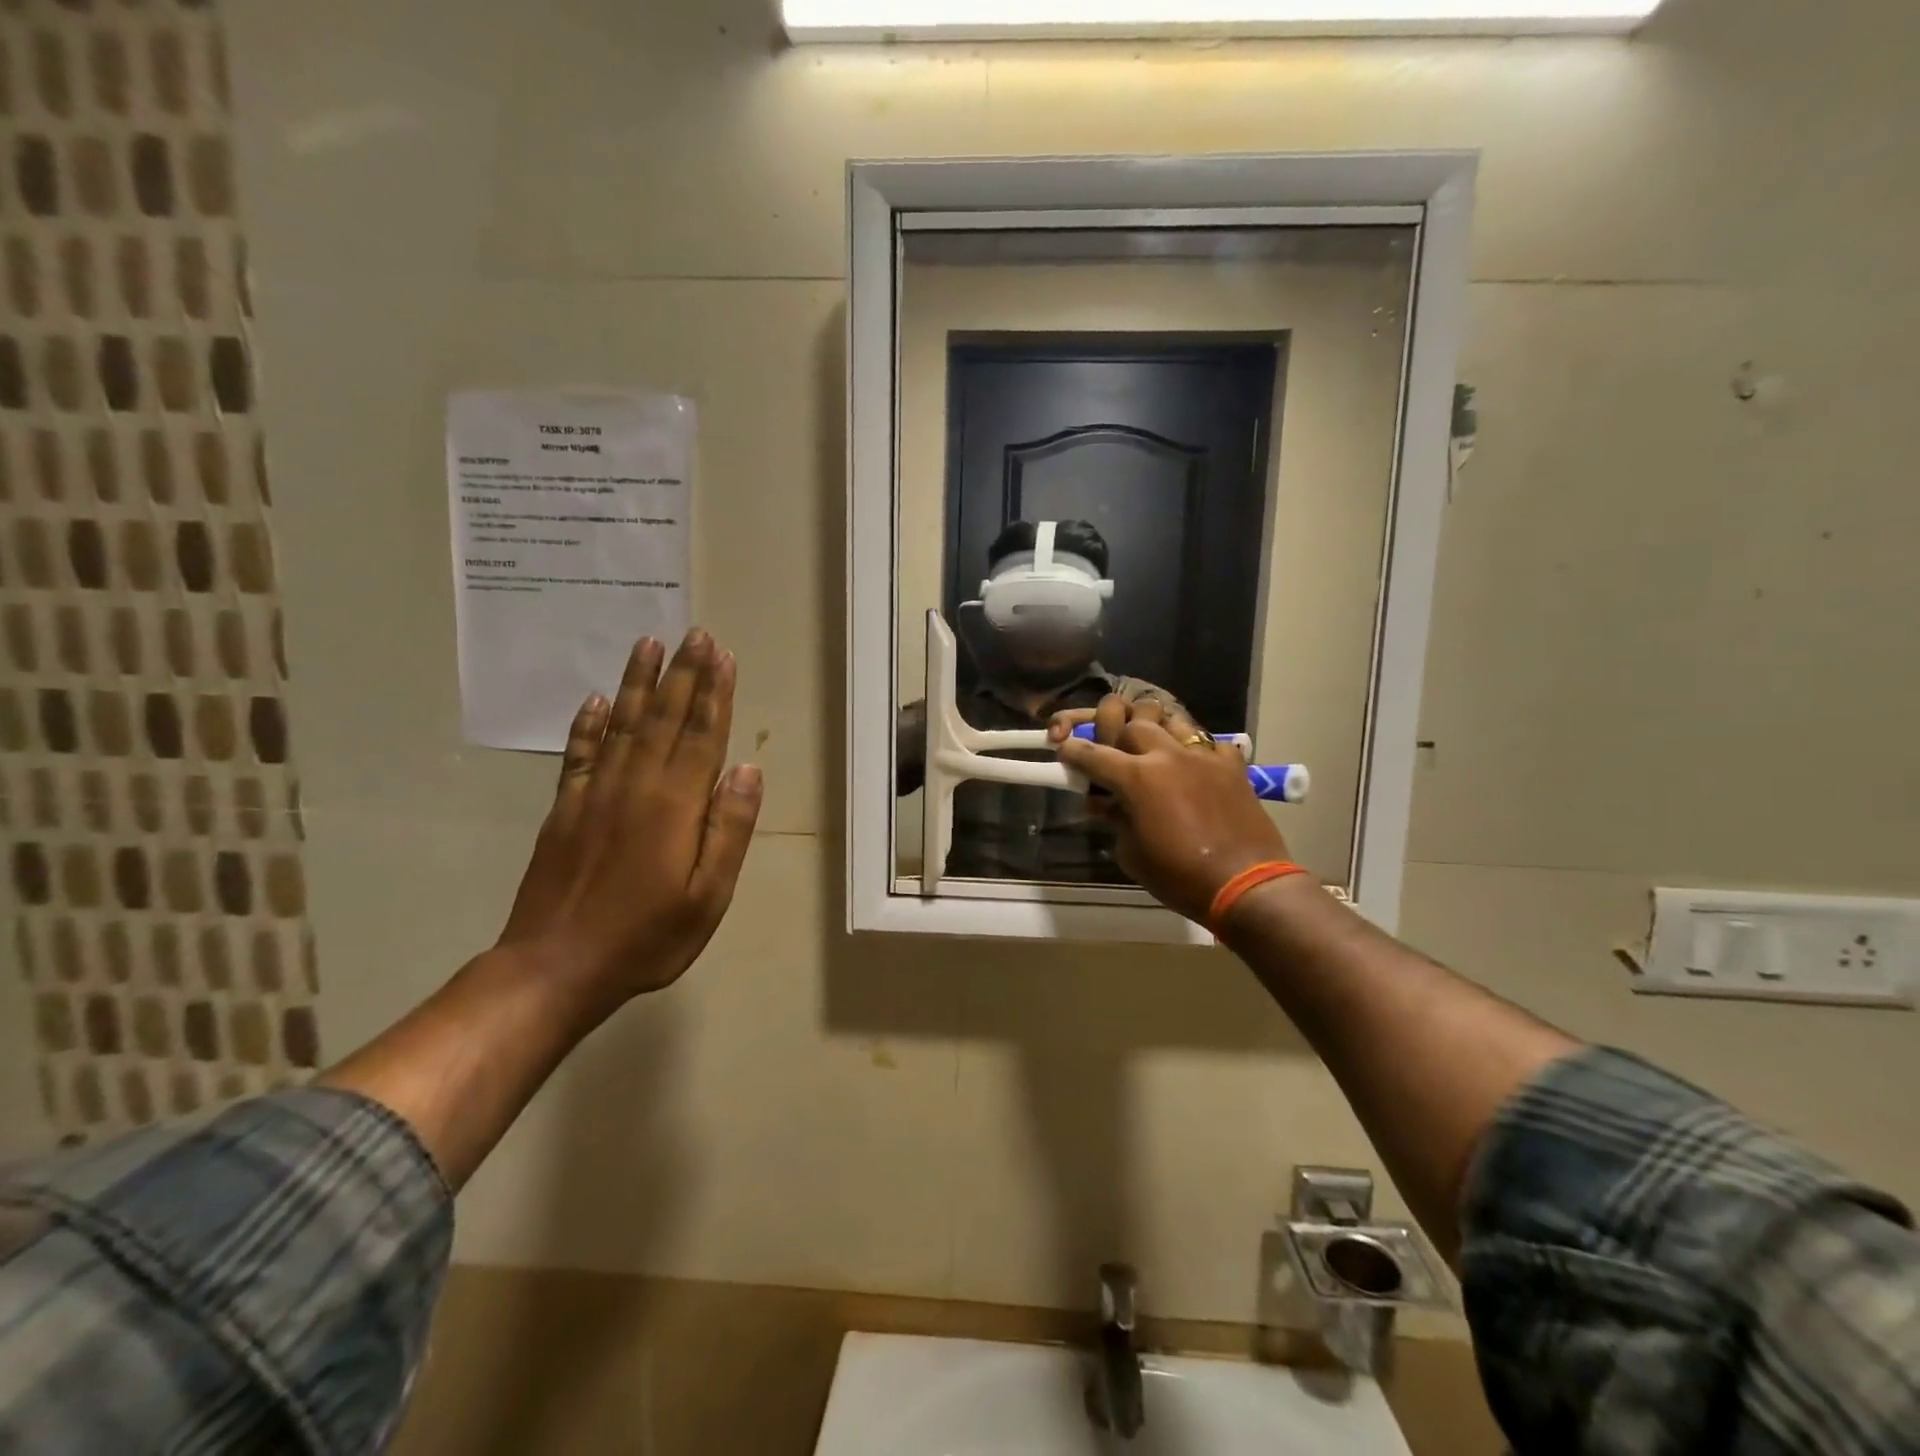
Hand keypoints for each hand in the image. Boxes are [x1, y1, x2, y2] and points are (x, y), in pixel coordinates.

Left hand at [500, 628, 763, 1005]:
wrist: (555, 967)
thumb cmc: (646, 937)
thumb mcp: (708, 896)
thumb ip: (729, 830)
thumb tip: (747, 771)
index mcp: (675, 805)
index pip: (702, 735)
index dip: (714, 693)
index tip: (721, 655)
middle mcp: (635, 785)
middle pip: (664, 718)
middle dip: (683, 674)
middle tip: (694, 633)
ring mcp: (594, 794)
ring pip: (622, 724)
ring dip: (639, 683)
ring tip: (649, 645)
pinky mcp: (564, 809)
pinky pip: (579, 754)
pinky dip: (589, 724)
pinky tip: (597, 700)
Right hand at [1049, 695, 1292, 924]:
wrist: (1245, 885)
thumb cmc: (1179, 877)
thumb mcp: (1131, 854)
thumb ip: (1115, 819)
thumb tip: (1106, 804)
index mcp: (1136, 777)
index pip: (1092, 753)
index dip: (1073, 750)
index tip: (1063, 749)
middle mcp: (1167, 755)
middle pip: (1131, 721)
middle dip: (1114, 731)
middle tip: (1111, 750)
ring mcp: (1203, 756)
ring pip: (1170, 719)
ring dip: (1154, 729)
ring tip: (1151, 747)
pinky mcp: (1232, 765)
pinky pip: (1208, 741)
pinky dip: (1194, 748)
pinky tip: (1191, 765)